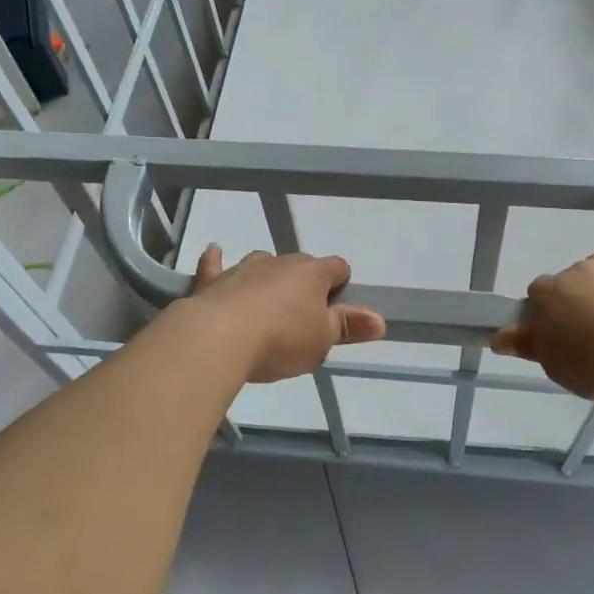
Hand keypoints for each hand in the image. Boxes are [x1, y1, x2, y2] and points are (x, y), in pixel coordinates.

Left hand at [189, 245, 385, 383]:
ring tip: (266, 305)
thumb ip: (349, 327)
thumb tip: (380, 320)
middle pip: (300, 266)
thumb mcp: (322, 341)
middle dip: (303, 286)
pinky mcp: (213, 280)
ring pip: (262, 264)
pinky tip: (215, 253)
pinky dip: (216, 261)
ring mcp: (244, 268)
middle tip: (301, 320)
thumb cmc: (281, 339)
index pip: (338, 268)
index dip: (341, 286)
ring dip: (267, 279)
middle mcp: (280, 262)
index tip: (336, 311)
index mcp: (313, 273)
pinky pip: (215, 264)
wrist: (218, 338)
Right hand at [492, 247, 593, 398]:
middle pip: (566, 285)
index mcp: (545, 294)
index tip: (558, 339)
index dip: (545, 319)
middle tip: (590, 336)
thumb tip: (498, 338)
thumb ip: (528, 347)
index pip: (535, 300)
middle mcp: (571, 271)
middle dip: (574, 304)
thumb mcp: (556, 366)